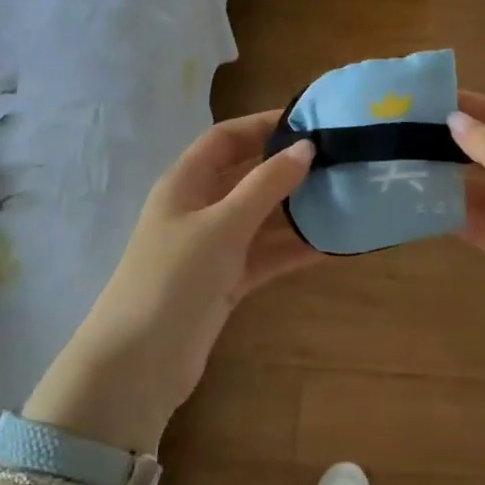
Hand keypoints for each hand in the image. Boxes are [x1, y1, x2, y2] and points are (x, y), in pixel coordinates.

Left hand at [26, 111, 317, 449]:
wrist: (139, 364)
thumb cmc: (175, 278)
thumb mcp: (222, 225)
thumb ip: (265, 185)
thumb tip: (306, 147)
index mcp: (185, 183)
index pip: (226, 138)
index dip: (263, 125)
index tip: (310, 121)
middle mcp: (199, 209)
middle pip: (247, 176)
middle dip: (288, 168)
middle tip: (338, 160)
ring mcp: (212, 247)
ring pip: (261, 218)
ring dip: (297, 210)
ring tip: (345, 197)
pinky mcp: (226, 282)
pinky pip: (265, 255)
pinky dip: (293, 249)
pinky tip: (332, 244)